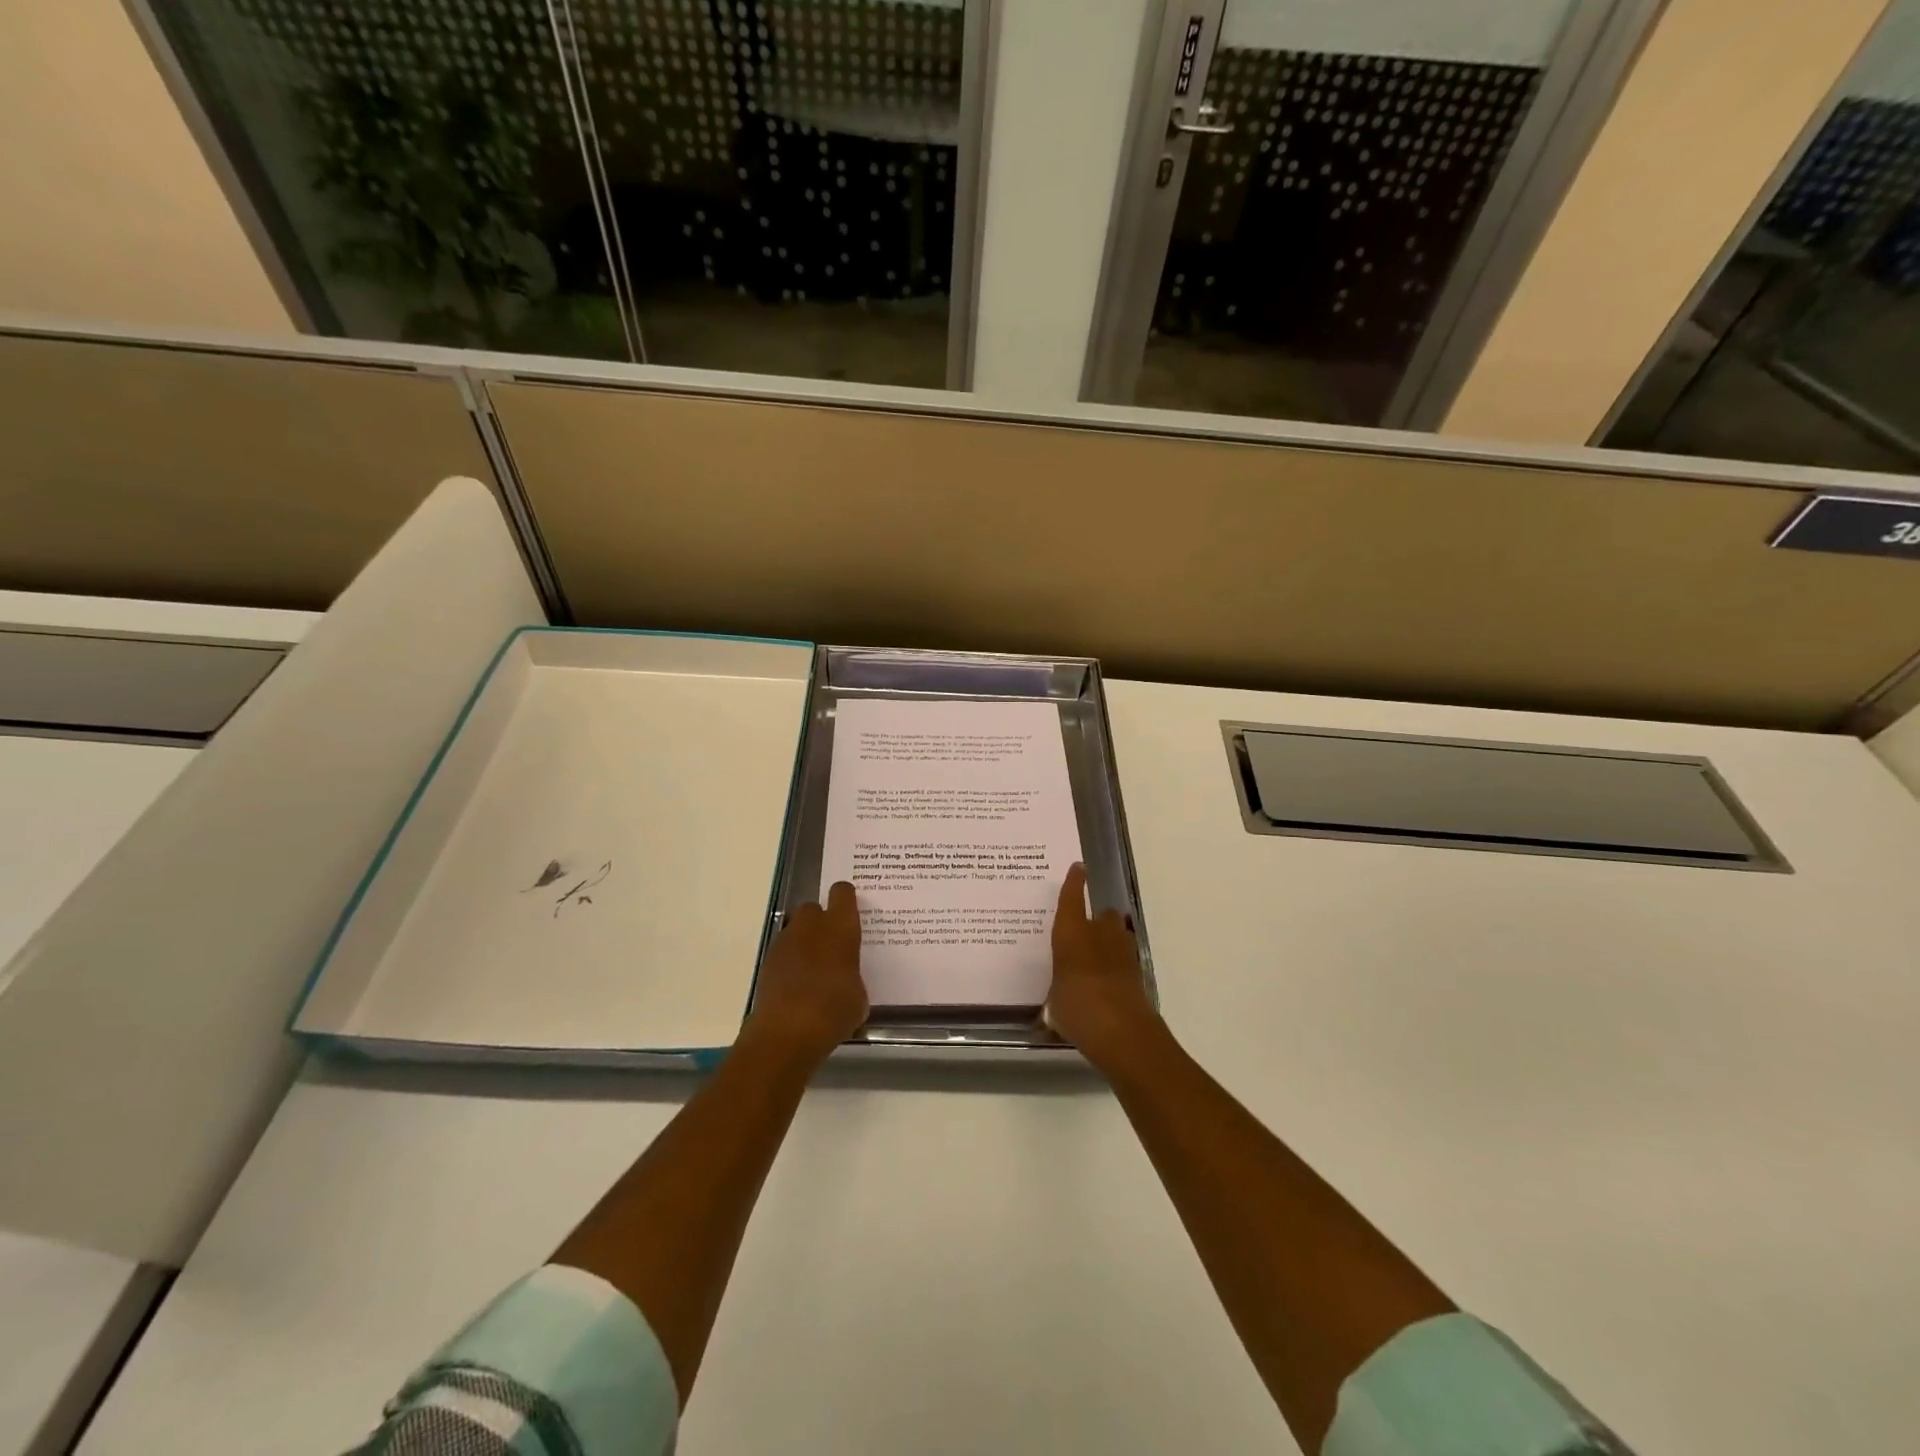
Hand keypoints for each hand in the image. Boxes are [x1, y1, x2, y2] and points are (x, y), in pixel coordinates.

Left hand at [743, 881, 867, 1067]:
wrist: (786, 1033)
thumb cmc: (833, 1010)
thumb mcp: (859, 997)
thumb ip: (853, 977)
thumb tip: (846, 980)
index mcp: (840, 928)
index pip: (843, 893)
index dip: (847, 899)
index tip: (851, 912)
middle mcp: (811, 927)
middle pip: (813, 908)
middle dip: (821, 921)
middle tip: (833, 945)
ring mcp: (784, 943)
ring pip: (795, 930)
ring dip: (804, 942)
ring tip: (815, 971)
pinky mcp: (767, 963)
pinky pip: (783, 953)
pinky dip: (790, 963)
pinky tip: (798, 987)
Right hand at [1045, 863, 1160, 1072]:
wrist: (1122, 1031)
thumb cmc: (1077, 1008)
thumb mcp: (1054, 1003)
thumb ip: (1056, 995)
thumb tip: (1053, 1006)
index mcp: (1071, 933)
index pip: (1071, 898)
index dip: (1074, 882)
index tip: (1078, 867)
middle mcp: (1098, 934)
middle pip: (1103, 914)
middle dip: (1097, 919)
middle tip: (1085, 932)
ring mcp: (1123, 951)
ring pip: (1119, 933)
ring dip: (1111, 938)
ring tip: (1098, 955)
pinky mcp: (1138, 971)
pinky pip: (1125, 957)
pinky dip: (1118, 963)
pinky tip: (1107, 979)